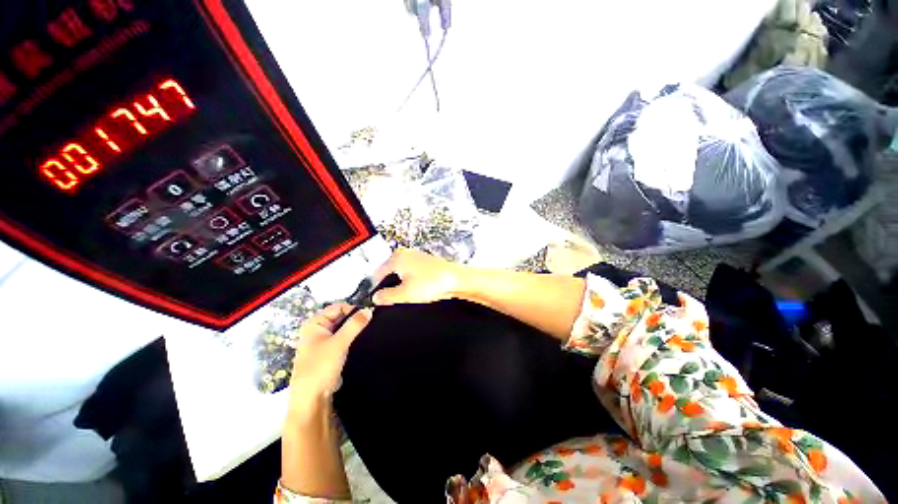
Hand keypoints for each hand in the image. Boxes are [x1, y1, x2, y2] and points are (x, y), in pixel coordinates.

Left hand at [288, 303, 371, 420]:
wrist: (312, 399)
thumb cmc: (321, 367)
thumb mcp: (339, 343)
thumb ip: (355, 325)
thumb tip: (369, 310)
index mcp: (314, 323)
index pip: (338, 307)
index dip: (353, 309)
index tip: (368, 317)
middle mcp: (317, 330)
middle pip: (341, 317)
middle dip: (354, 320)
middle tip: (370, 325)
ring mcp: (323, 342)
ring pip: (343, 329)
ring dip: (354, 331)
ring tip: (367, 334)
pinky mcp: (329, 353)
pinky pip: (343, 340)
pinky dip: (351, 340)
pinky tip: (361, 343)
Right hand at [372, 248, 465, 305]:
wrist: (455, 280)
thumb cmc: (432, 283)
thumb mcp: (404, 294)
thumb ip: (386, 297)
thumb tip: (376, 297)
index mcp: (397, 257)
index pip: (377, 273)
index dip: (376, 288)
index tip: (378, 299)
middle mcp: (406, 253)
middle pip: (389, 272)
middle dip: (390, 285)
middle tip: (395, 298)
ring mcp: (417, 256)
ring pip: (402, 273)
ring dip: (402, 284)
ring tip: (409, 294)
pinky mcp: (426, 262)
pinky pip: (412, 272)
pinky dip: (412, 281)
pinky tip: (418, 289)